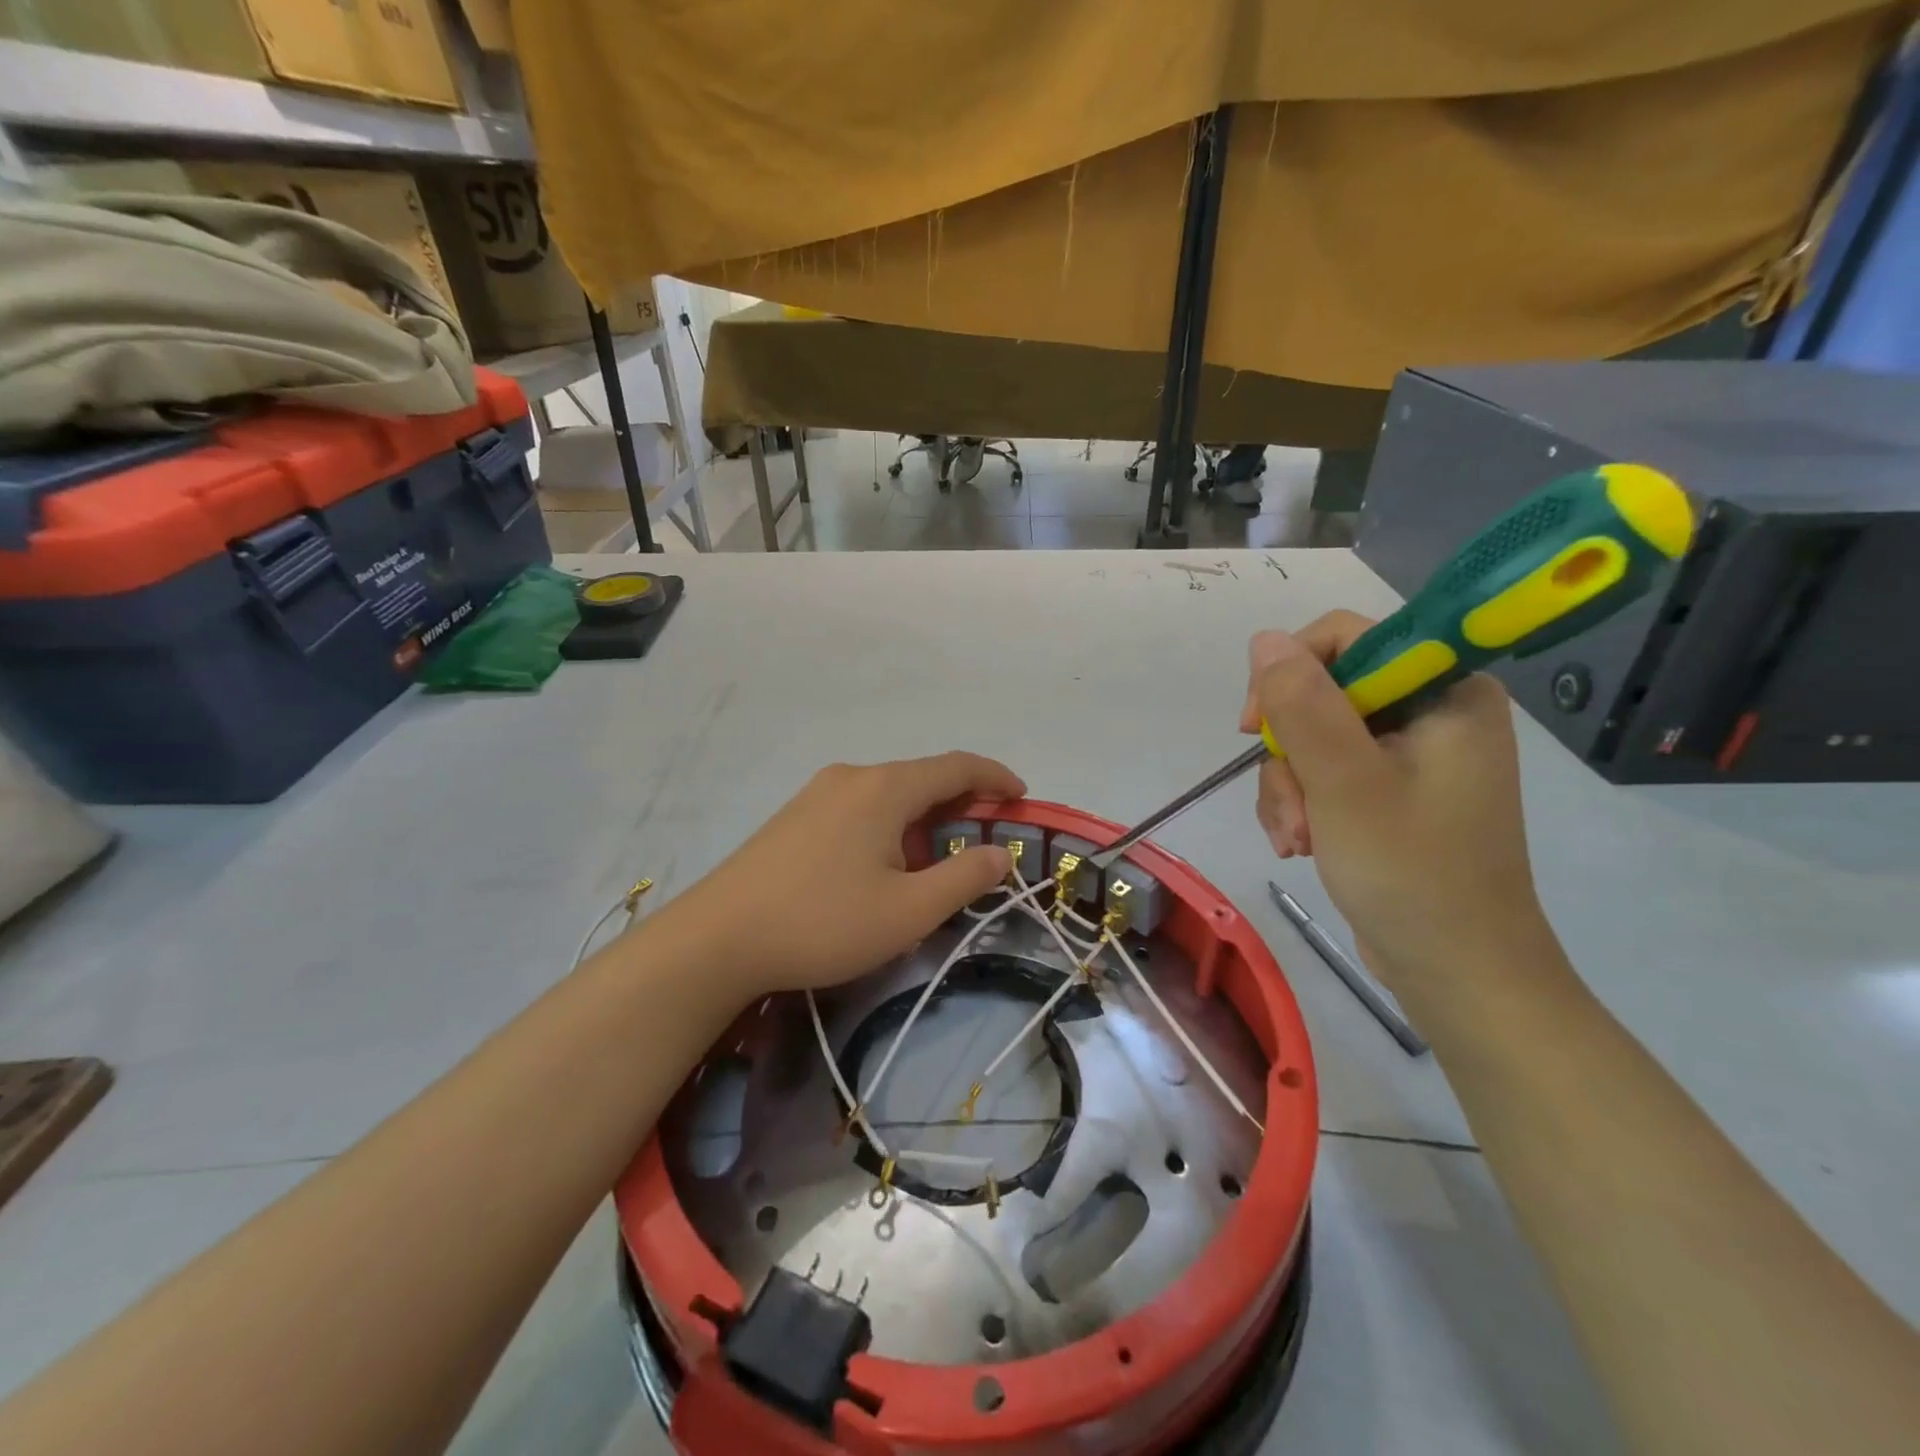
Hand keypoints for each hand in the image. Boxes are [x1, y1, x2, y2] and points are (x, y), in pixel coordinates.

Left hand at [652, 751, 1024, 999]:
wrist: (717, 938)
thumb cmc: (823, 922)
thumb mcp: (909, 911)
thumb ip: (964, 878)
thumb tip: (1000, 853)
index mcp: (885, 788)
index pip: (957, 767)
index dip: (996, 777)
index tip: (1022, 797)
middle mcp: (853, 777)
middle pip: (922, 777)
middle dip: (962, 803)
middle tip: (986, 838)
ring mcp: (818, 794)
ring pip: (889, 794)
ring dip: (924, 818)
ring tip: (937, 861)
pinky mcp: (795, 816)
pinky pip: (860, 807)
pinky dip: (891, 825)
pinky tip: (884, 865)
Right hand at [1242, 612, 1549, 985]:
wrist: (1457, 973)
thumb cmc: (1412, 873)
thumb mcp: (1345, 782)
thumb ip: (1303, 705)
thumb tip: (1264, 639)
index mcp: (1445, 692)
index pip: (1348, 639)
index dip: (1289, 672)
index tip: (1254, 727)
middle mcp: (1432, 712)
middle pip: (1322, 694)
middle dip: (1289, 754)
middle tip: (1288, 807)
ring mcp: (1411, 756)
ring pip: (1313, 738)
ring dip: (1289, 789)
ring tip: (1296, 840)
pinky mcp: (1391, 792)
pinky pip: (1324, 773)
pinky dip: (1302, 805)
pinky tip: (1302, 845)